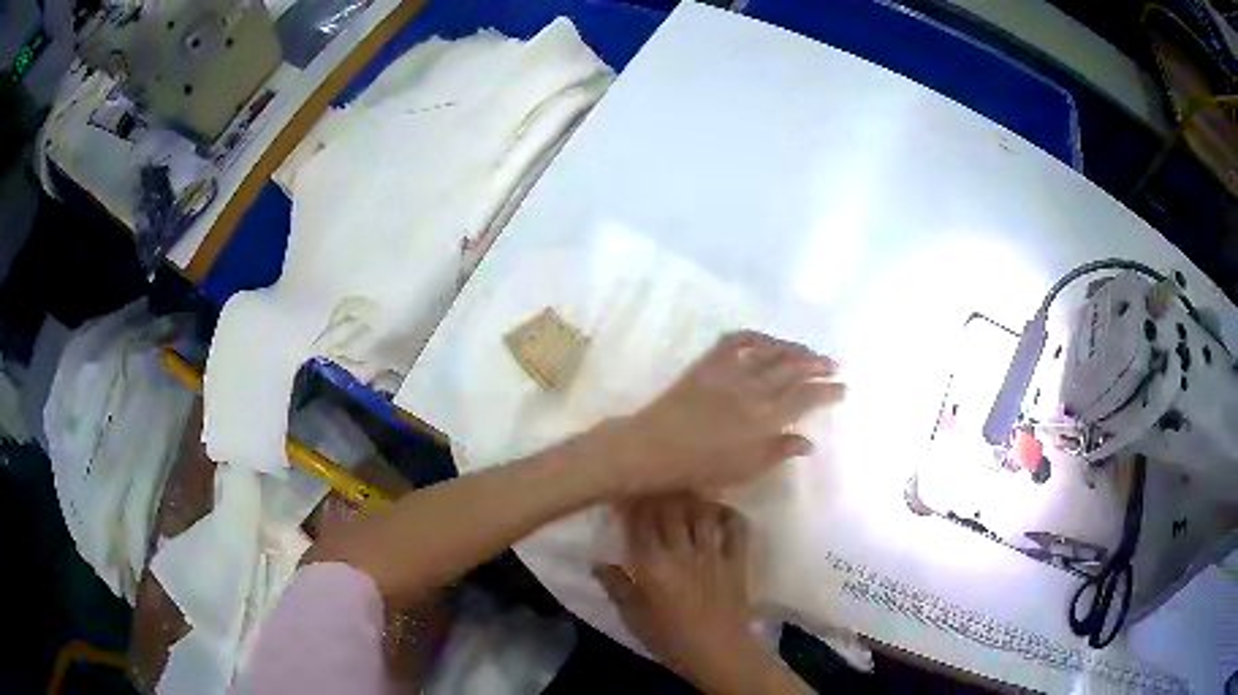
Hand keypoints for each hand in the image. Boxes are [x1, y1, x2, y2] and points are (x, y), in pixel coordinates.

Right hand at [595, 496, 755, 681]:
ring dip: (691, 498)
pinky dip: (726, 512)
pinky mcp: (737, 558)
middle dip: (659, 492)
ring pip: (702, 510)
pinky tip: (716, 511)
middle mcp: (682, 551)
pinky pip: (736, 526)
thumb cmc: (671, 640)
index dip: (631, 502)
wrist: (720, 653)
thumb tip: (598, 561)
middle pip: (670, 507)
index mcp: (652, 566)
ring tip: (682, 493)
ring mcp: (713, 552)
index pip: (639, 521)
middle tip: (651, 487)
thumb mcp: (633, 618)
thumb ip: (616, 586)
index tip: (624, 493)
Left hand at [597, 331, 842, 495]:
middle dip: (820, 365)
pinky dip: (757, 337)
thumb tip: (809, 442)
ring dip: (796, 349)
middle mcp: (752, 392)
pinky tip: (768, 340)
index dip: (828, 391)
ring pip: (772, 352)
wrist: (652, 449)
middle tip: (836, 365)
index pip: (806, 399)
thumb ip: (778, 453)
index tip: (843, 388)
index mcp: (764, 421)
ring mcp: (730, 374)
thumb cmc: (699, 468)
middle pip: (794, 370)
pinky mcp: (709, 364)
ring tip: (810, 353)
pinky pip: (737, 341)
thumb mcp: (744, 470)